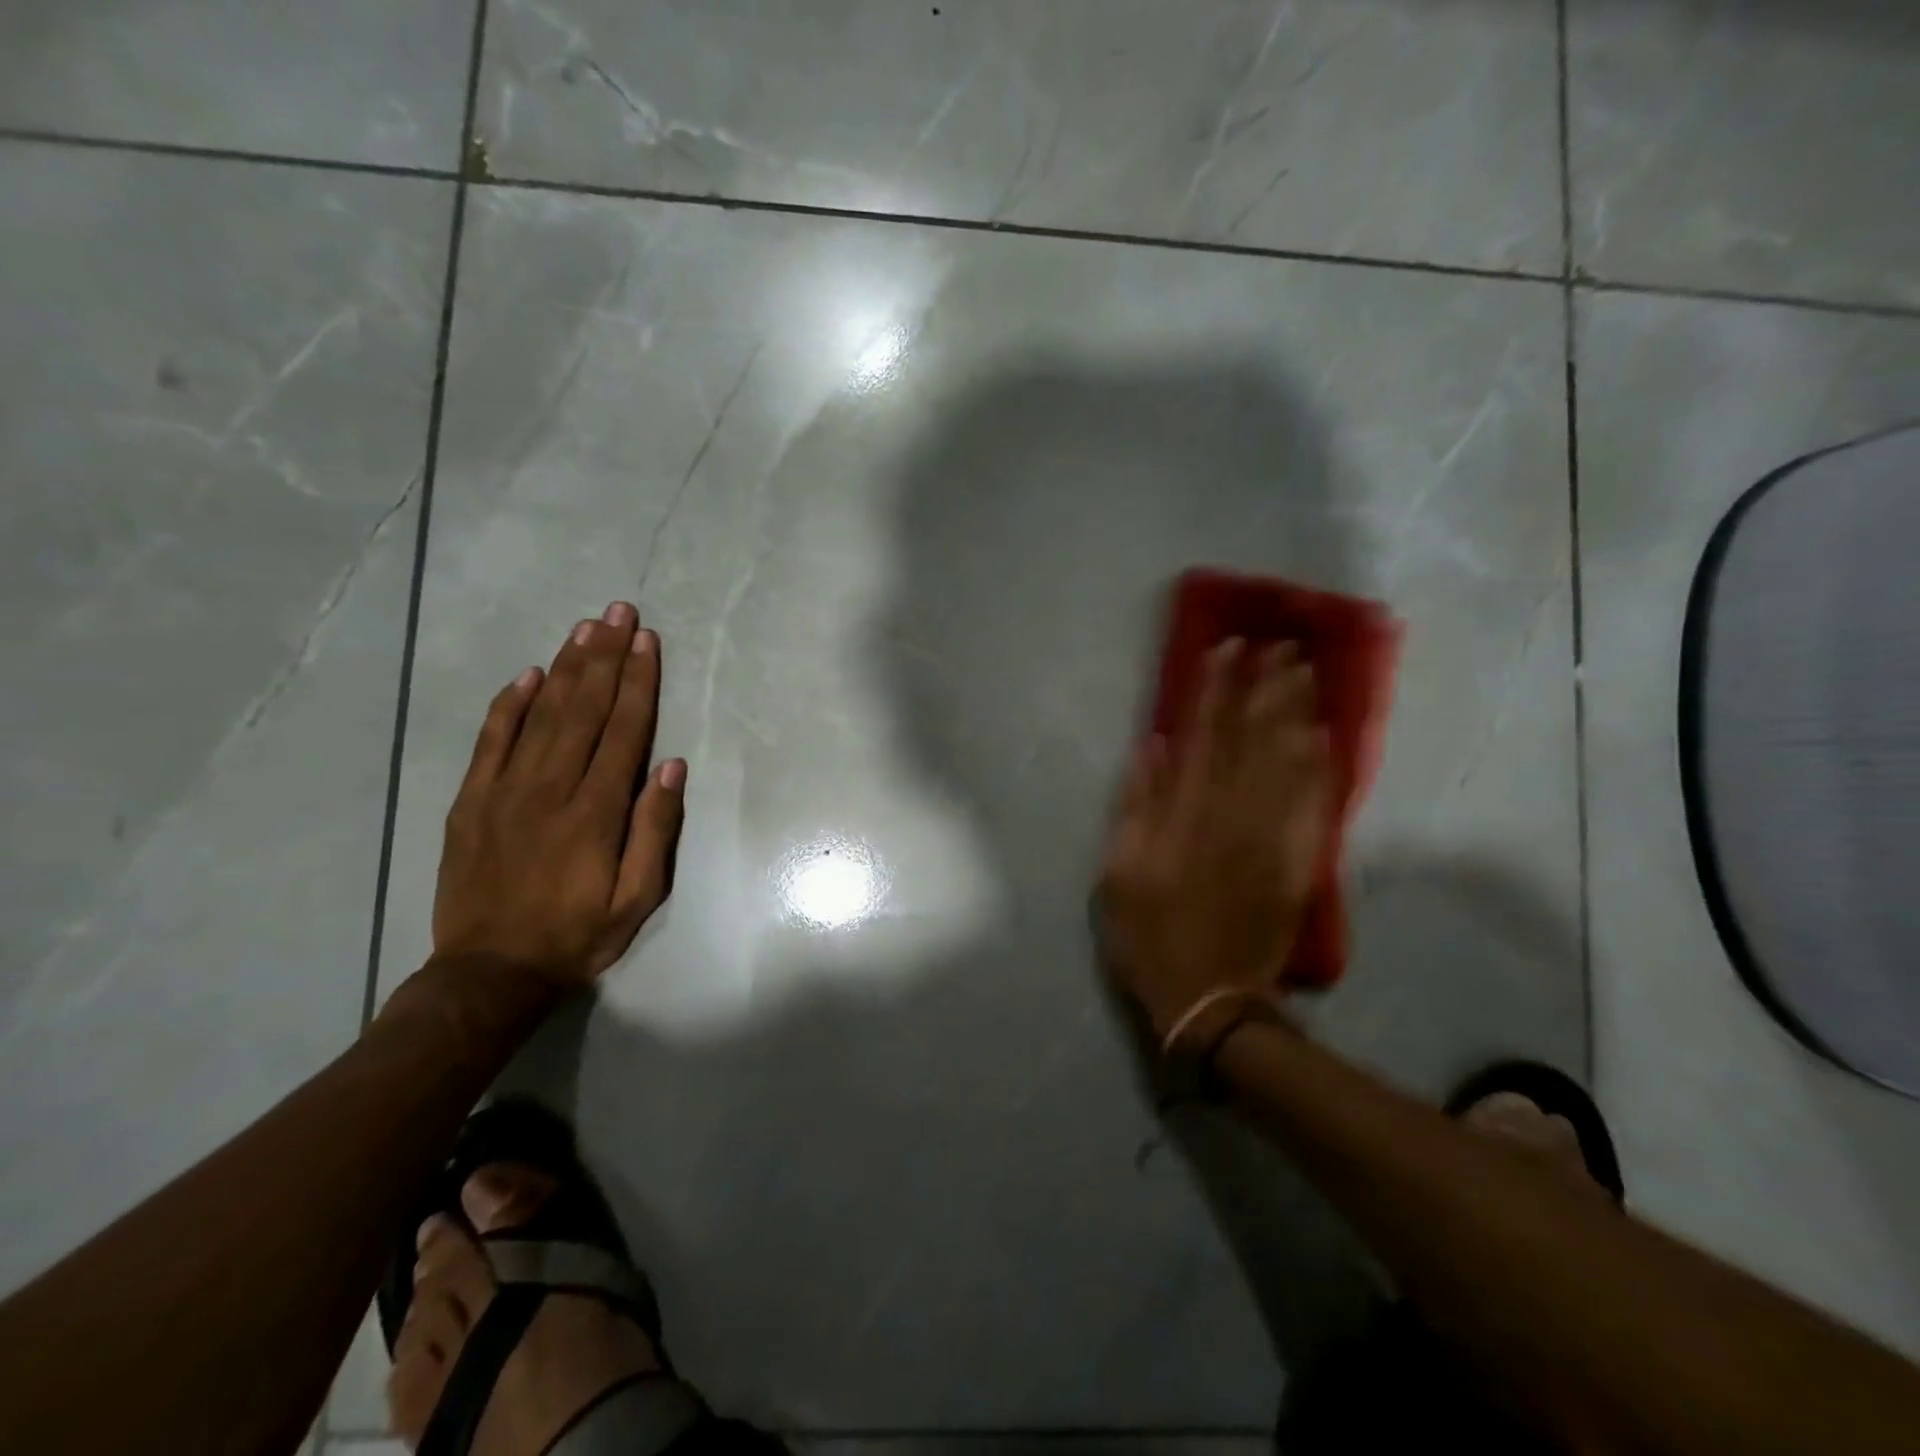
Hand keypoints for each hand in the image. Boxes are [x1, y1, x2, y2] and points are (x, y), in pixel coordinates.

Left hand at [432, 602, 686, 987]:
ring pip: (541, 713)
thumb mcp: (638, 898)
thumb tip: (671, 766)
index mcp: (596, 810)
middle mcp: (551, 787)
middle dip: (606, 656)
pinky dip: (509, 703)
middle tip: (619, 613)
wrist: (489, 972)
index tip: (648, 641)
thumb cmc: (577, 934)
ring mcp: (504, 790)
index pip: (624, 729)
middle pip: (584, 708)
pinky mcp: (471, 800)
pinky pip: (491, 739)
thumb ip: (656, 830)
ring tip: (586, 629)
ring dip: (566, 667)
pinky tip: (528, 675)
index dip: (639, 681)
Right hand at [1097, 638, 1330, 1037]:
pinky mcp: (1298, 861)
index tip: (1226, 649)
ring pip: (1288, 763)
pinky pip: (1314, 805)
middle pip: (1253, 740)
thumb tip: (1155, 748)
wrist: (1210, 997)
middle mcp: (1234, 817)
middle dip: (1264, 688)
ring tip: (1304, 672)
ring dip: (1296, 714)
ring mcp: (1272, 838)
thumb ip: (1136, 807)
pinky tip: (1324, 737)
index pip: (1204, 737)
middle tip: (1279, 644)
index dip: (1215, 690)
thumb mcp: (1119, 874)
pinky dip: (1320, 768)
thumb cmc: (1150, 935)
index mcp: (1186, 817)